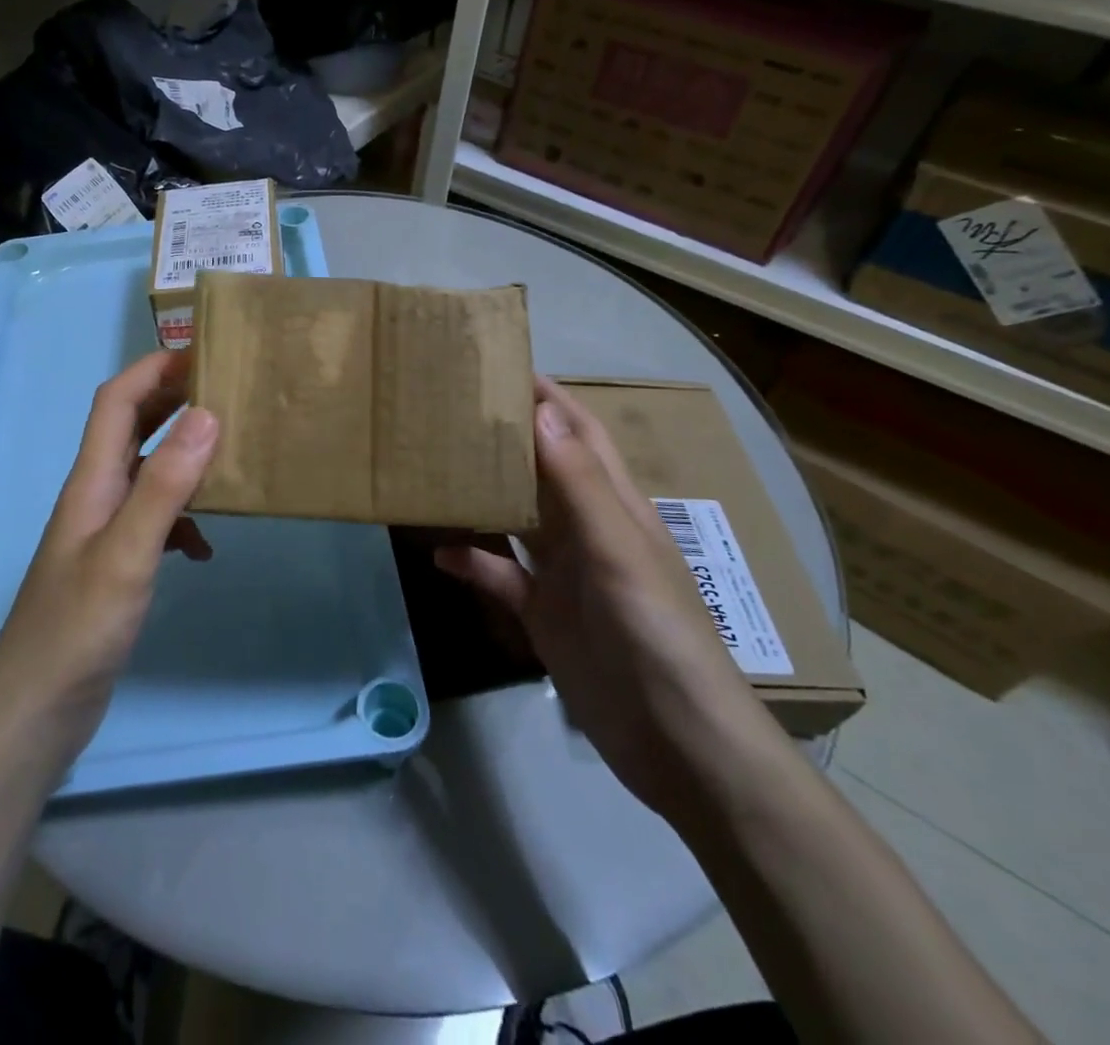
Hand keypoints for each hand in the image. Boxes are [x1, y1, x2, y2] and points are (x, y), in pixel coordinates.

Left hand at [0, 350, 219, 764]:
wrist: (36, 711)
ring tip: (230, 456)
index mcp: (91, 480)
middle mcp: (95, 494)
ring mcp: (104, 531)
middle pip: (132, 427)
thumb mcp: (127, 552)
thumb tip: (207, 414)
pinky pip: (155, 520)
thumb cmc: (77, 627)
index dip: (154, 369)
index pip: (116, 401)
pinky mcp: (116, 565)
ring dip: (184, 457)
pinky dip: (184, 519)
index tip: (205, 352)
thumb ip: (165, 485)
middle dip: (173, 400)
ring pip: (147, 472)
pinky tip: (205, 547)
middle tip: (228, 391)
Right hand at [435, 377, 773, 816]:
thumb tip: (541, 409)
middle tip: (447, 409)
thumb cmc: (655, 635)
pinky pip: (500, 576)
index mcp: (614, 505)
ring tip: (433, 467)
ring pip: (516, 518)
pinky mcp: (543, 614)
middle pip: (541, 469)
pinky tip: (438, 554)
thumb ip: (578, 482)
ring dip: (482, 494)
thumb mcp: (617, 551)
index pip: (578, 433)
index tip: (499, 365)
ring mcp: (564, 574)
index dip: (546, 396)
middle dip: (503, 437)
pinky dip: (472, 562)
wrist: (676, 745)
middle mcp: (587, 530)